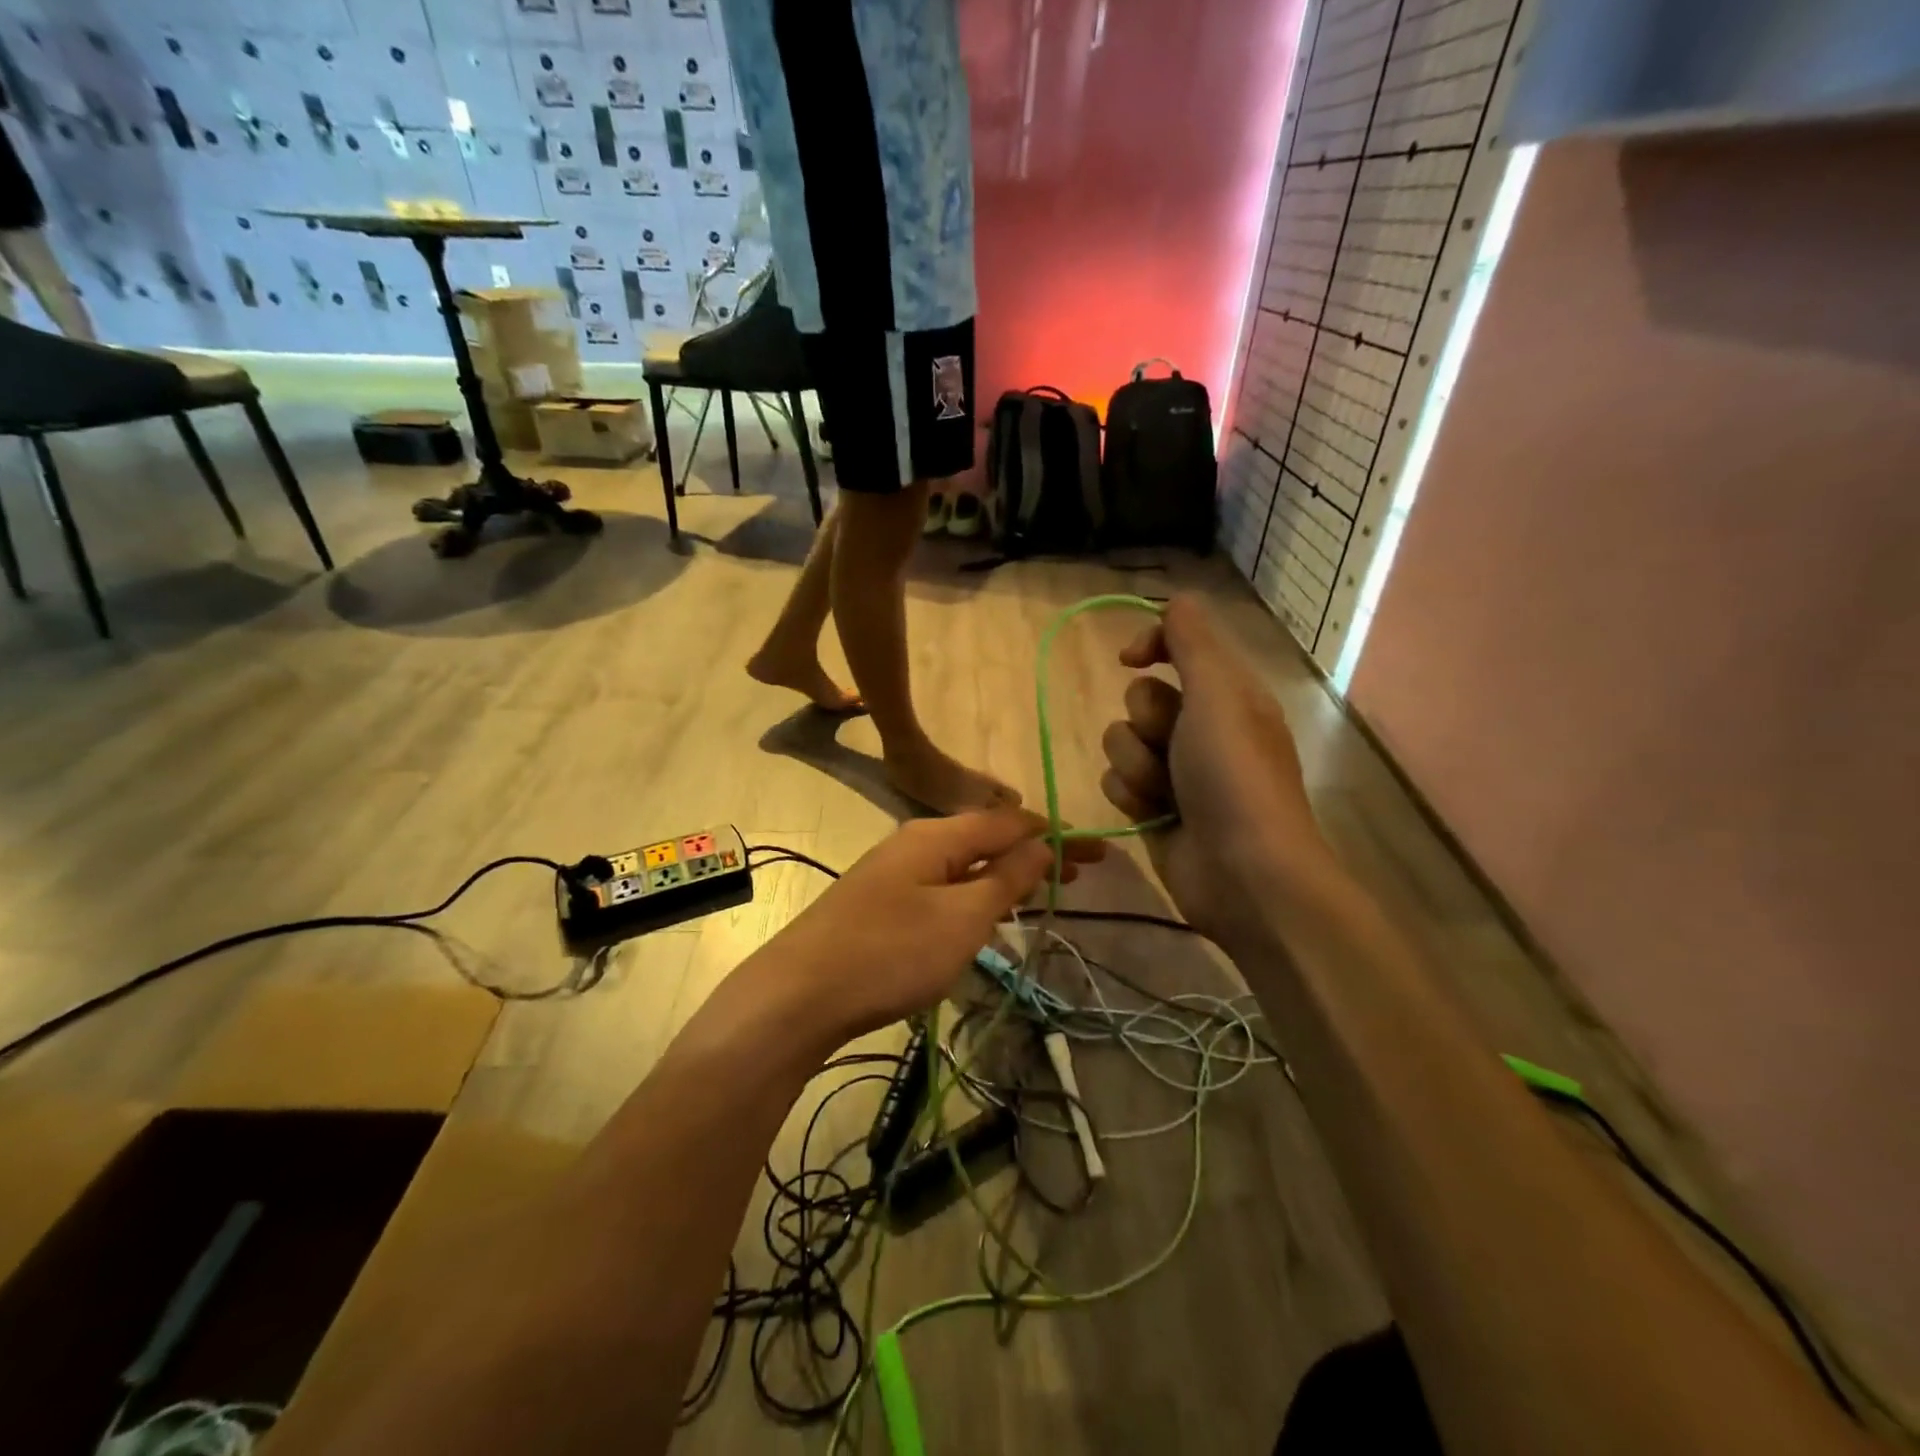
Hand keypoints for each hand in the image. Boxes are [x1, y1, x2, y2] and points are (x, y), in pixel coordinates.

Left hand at [761, 811, 1103, 1043]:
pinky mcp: (882, 903)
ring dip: (1008, 874)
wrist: (799, 995)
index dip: (1058, 835)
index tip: (1099, 854)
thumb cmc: (890, 954)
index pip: (1011, 822)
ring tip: (1045, 890)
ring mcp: (895, 873)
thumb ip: (1005, 879)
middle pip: (989, 839)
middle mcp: (916, 843)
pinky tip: (988, 912)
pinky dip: (977, 893)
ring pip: (966, 864)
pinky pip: (944, 887)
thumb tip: (1041, 846)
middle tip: (1082, 875)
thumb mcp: (962, 917)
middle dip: (1037, 853)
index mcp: (938, 836)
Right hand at [1100, 595, 1342, 943]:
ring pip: (1121, 743)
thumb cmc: (1234, 775)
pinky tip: (1155, 816)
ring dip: (1136, 766)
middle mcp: (1201, 728)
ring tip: (1167, 794)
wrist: (1243, 872)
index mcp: (1227, 694)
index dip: (1151, 644)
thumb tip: (1172, 602)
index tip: (1128, 659)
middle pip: (1140, 698)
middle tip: (1176, 745)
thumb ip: (1192, 641)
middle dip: (1147, 723)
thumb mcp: (1219, 694)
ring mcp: (1177, 772)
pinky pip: (1117, 783)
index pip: (1178, 646)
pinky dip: (1132, 798)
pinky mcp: (1154, 810)